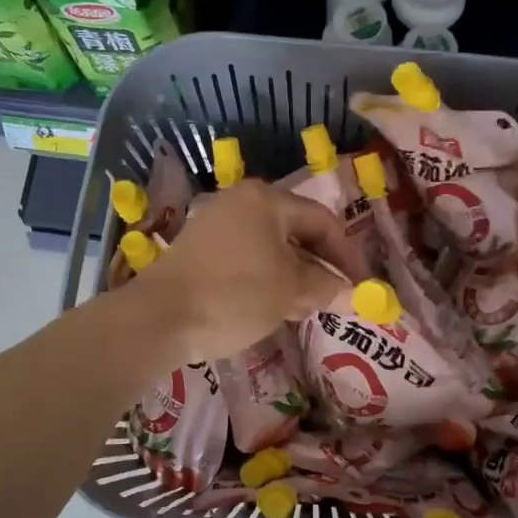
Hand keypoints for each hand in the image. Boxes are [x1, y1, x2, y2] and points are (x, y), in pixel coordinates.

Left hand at [127, 180, 371, 364]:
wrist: (159, 318)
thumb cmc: (234, 295)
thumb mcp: (290, 292)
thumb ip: (325, 286)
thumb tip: (348, 291)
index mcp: (266, 199)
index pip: (322, 221)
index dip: (347, 255)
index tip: (359, 286)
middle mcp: (240, 201)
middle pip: (295, 230)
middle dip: (318, 265)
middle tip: (332, 299)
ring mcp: (215, 223)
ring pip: (269, 246)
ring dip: (292, 274)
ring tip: (302, 308)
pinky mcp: (198, 248)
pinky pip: (245, 257)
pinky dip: (264, 277)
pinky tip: (268, 306)